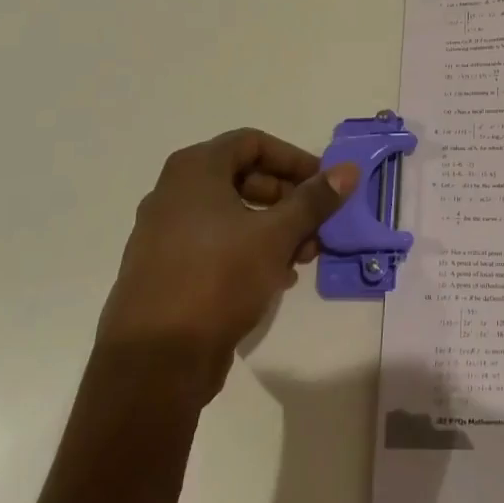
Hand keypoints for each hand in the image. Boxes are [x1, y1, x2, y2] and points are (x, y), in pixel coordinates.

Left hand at [101, 128, 358, 394]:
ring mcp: (166, 232)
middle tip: (319, 225)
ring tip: (305, 256)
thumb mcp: (276, 235)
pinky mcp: (167, 269)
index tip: (324, 185)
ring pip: (233, 214)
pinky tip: (278, 277)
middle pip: (244, 178)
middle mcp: (174, 193)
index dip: (294, 159)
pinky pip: (216, 244)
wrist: (154, 360)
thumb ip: (314, 200)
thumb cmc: (218, 278)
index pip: (253, 143)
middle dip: (289, 199)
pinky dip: (250, 250)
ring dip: (275, 228)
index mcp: (194, 170)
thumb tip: (348, 169)